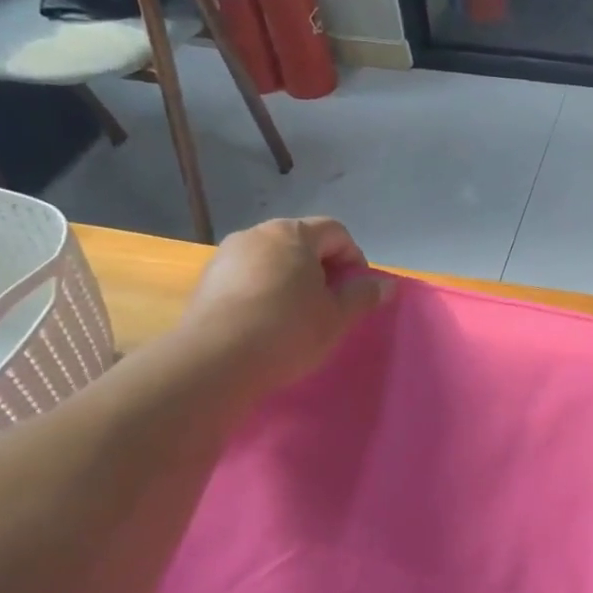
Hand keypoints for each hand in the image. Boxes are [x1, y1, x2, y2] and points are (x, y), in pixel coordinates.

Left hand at [176, 217, 391, 392]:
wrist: (214, 360)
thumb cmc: (287, 331)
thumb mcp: (336, 317)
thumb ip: (363, 295)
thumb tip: (386, 285)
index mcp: (293, 234)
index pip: (335, 231)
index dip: (354, 258)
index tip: (357, 290)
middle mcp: (257, 234)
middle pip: (301, 241)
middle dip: (321, 267)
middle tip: (330, 303)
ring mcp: (227, 255)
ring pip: (272, 258)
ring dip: (290, 279)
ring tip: (296, 315)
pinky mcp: (206, 280)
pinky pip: (247, 276)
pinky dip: (263, 290)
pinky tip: (265, 322)